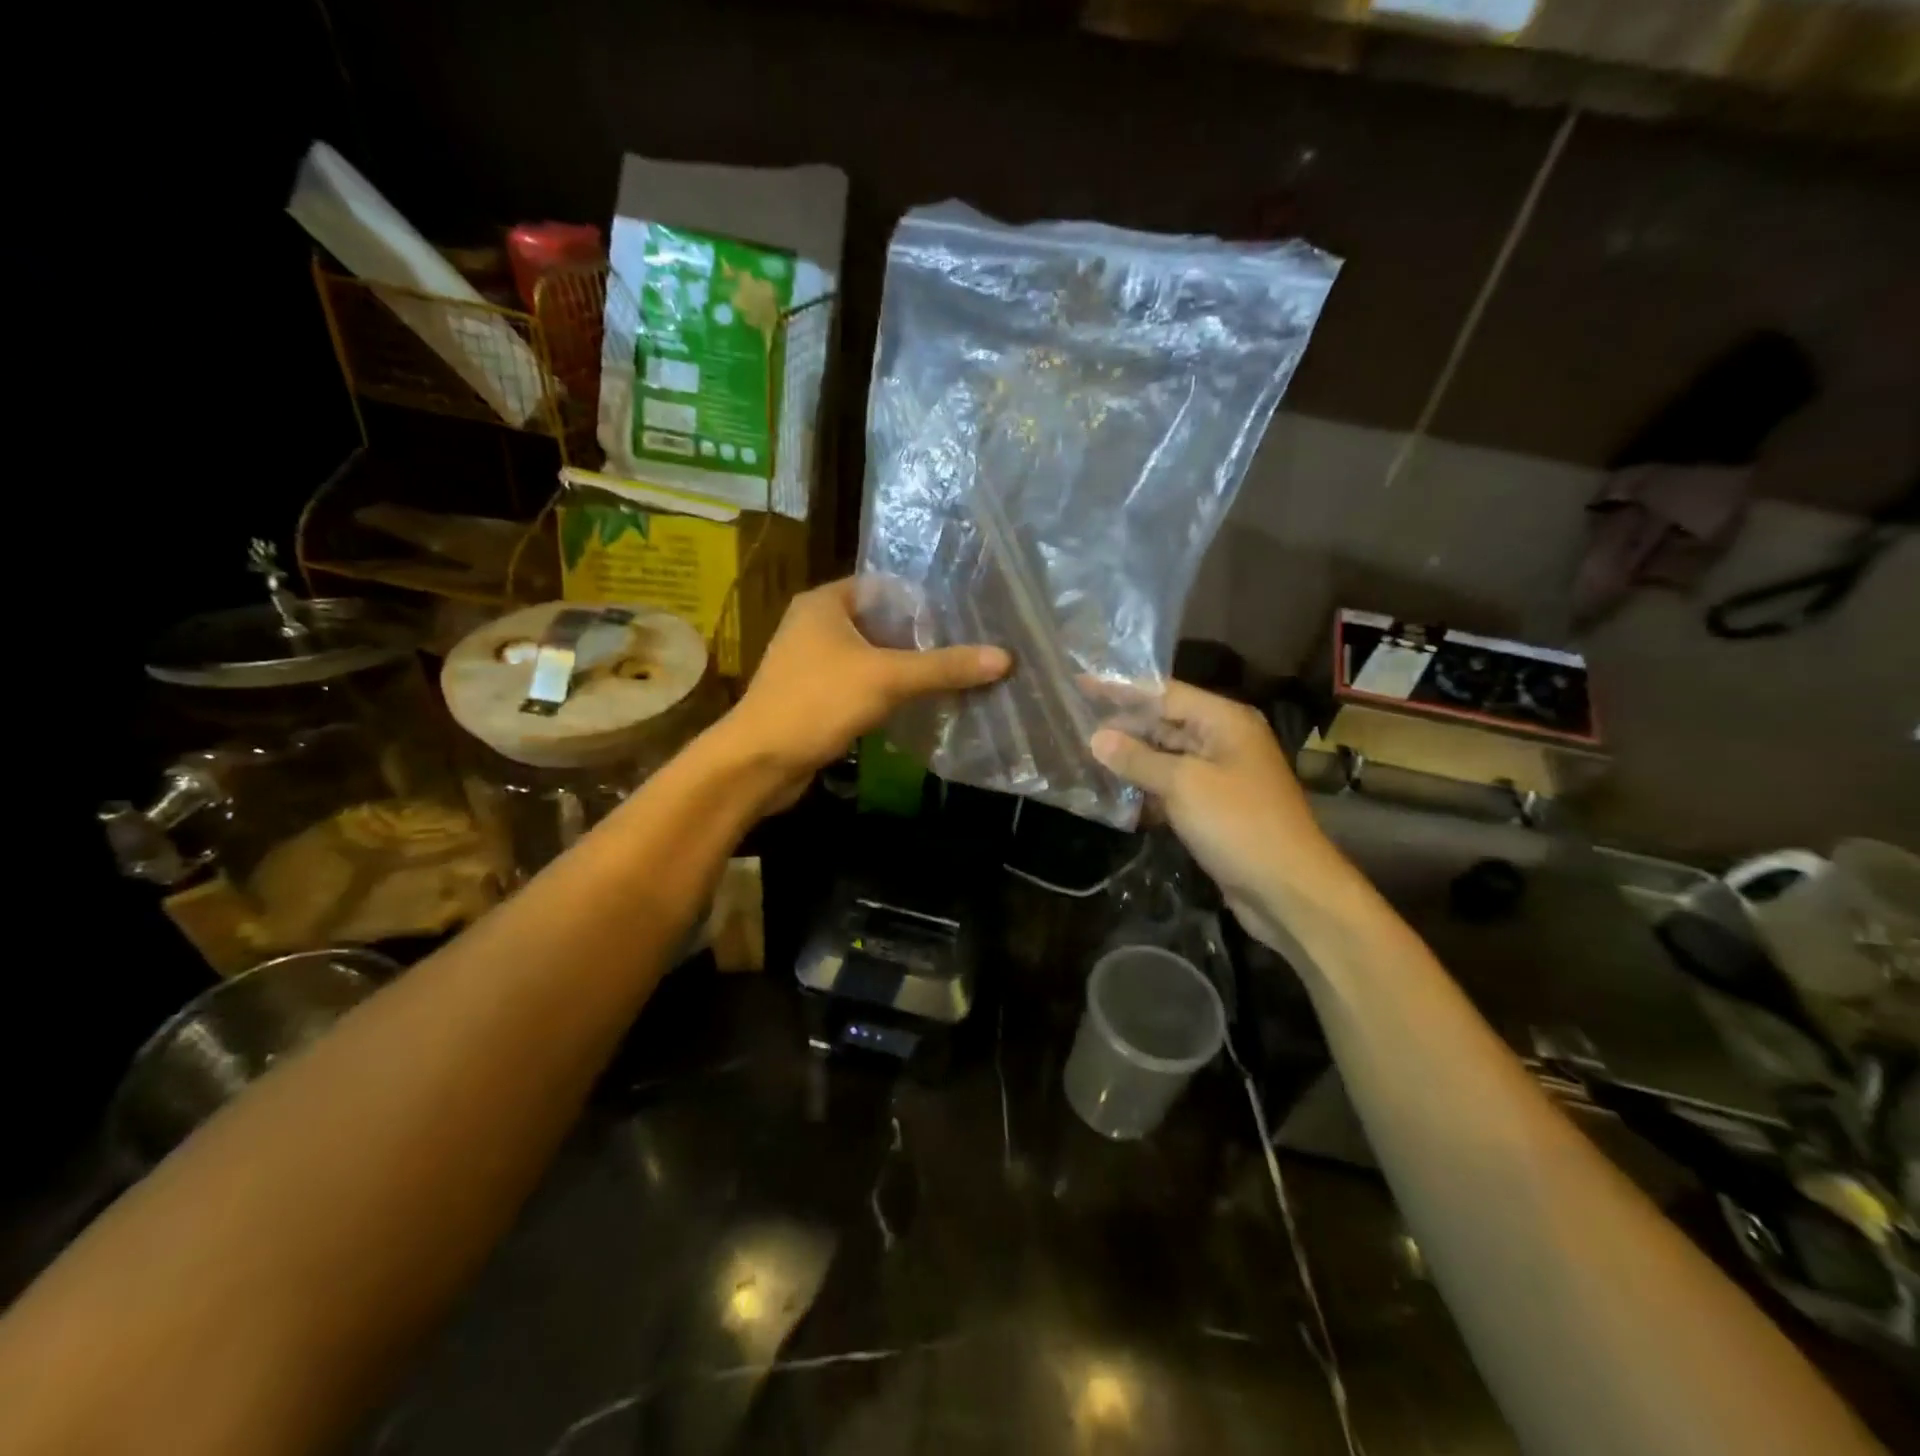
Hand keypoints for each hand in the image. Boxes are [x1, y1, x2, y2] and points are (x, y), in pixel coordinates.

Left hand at [723, 577, 1009, 804]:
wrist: (758, 762)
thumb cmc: (817, 703)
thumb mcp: (887, 679)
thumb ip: (944, 667)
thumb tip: (1005, 657)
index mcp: (824, 603)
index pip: (884, 588)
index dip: (922, 603)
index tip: (962, 621)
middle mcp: (814, 625)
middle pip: (880, 623)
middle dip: (919, 639)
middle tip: (965, 650)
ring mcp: (811, 663)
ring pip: (870, 657)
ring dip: (904, 668)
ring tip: (951, 677)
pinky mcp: (814, 697)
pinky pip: (859, 685)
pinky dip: (886, 692)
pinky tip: (917, 705)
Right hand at [1090, 682, 1354, 949]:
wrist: (1288, 890)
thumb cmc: (1239, 824)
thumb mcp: (1183, 785)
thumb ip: (1138, 759)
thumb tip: (1097, 738)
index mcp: (1224, 721)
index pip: (1165, 693)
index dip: (1122, 689)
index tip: (1081, 683)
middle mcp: (1223, 741)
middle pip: (1165, 723)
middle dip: (1122, 726)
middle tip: (1075, 724)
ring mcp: (1220, 777)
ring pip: (1165, 758)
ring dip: (1130, 760)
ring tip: (1084, 756)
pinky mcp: (1213, 810)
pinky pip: (1172, 789)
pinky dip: (1145, 790)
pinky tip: (1112, 796)